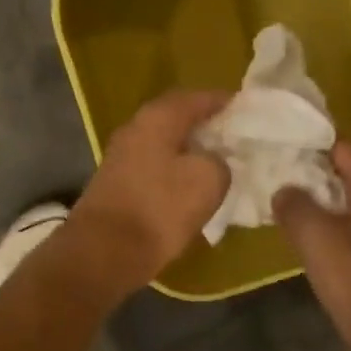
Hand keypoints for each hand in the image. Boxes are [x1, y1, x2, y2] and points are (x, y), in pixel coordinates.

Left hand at [69, 90, 231, 297]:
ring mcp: (122, 158)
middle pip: (177, 120)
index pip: (196, 98)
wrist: (104, 252)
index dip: (223, 102)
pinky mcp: (118, 186)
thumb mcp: (208, 180)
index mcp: (157, 118)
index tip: (246, 110)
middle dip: (206, 127)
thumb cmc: (159, 208)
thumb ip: (219, 162)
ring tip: (220, 164)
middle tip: (235, 138)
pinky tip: (193, 189)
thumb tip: (213, 162)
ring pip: (165, 146)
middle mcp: (135, 130)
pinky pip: (156, 170)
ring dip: (191, 153)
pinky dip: (176, 174)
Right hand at [275, 141, 350, 350]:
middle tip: (277, 174)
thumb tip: (284, 191)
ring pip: (349, 209)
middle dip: (314, 176)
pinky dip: (330, 233)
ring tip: (286, 207)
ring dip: (321, 207)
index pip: (345, 148)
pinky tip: (307, 244)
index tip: (283, 143)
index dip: (315, 143)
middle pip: (348, 178)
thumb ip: (294, 204)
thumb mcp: (313, 231)